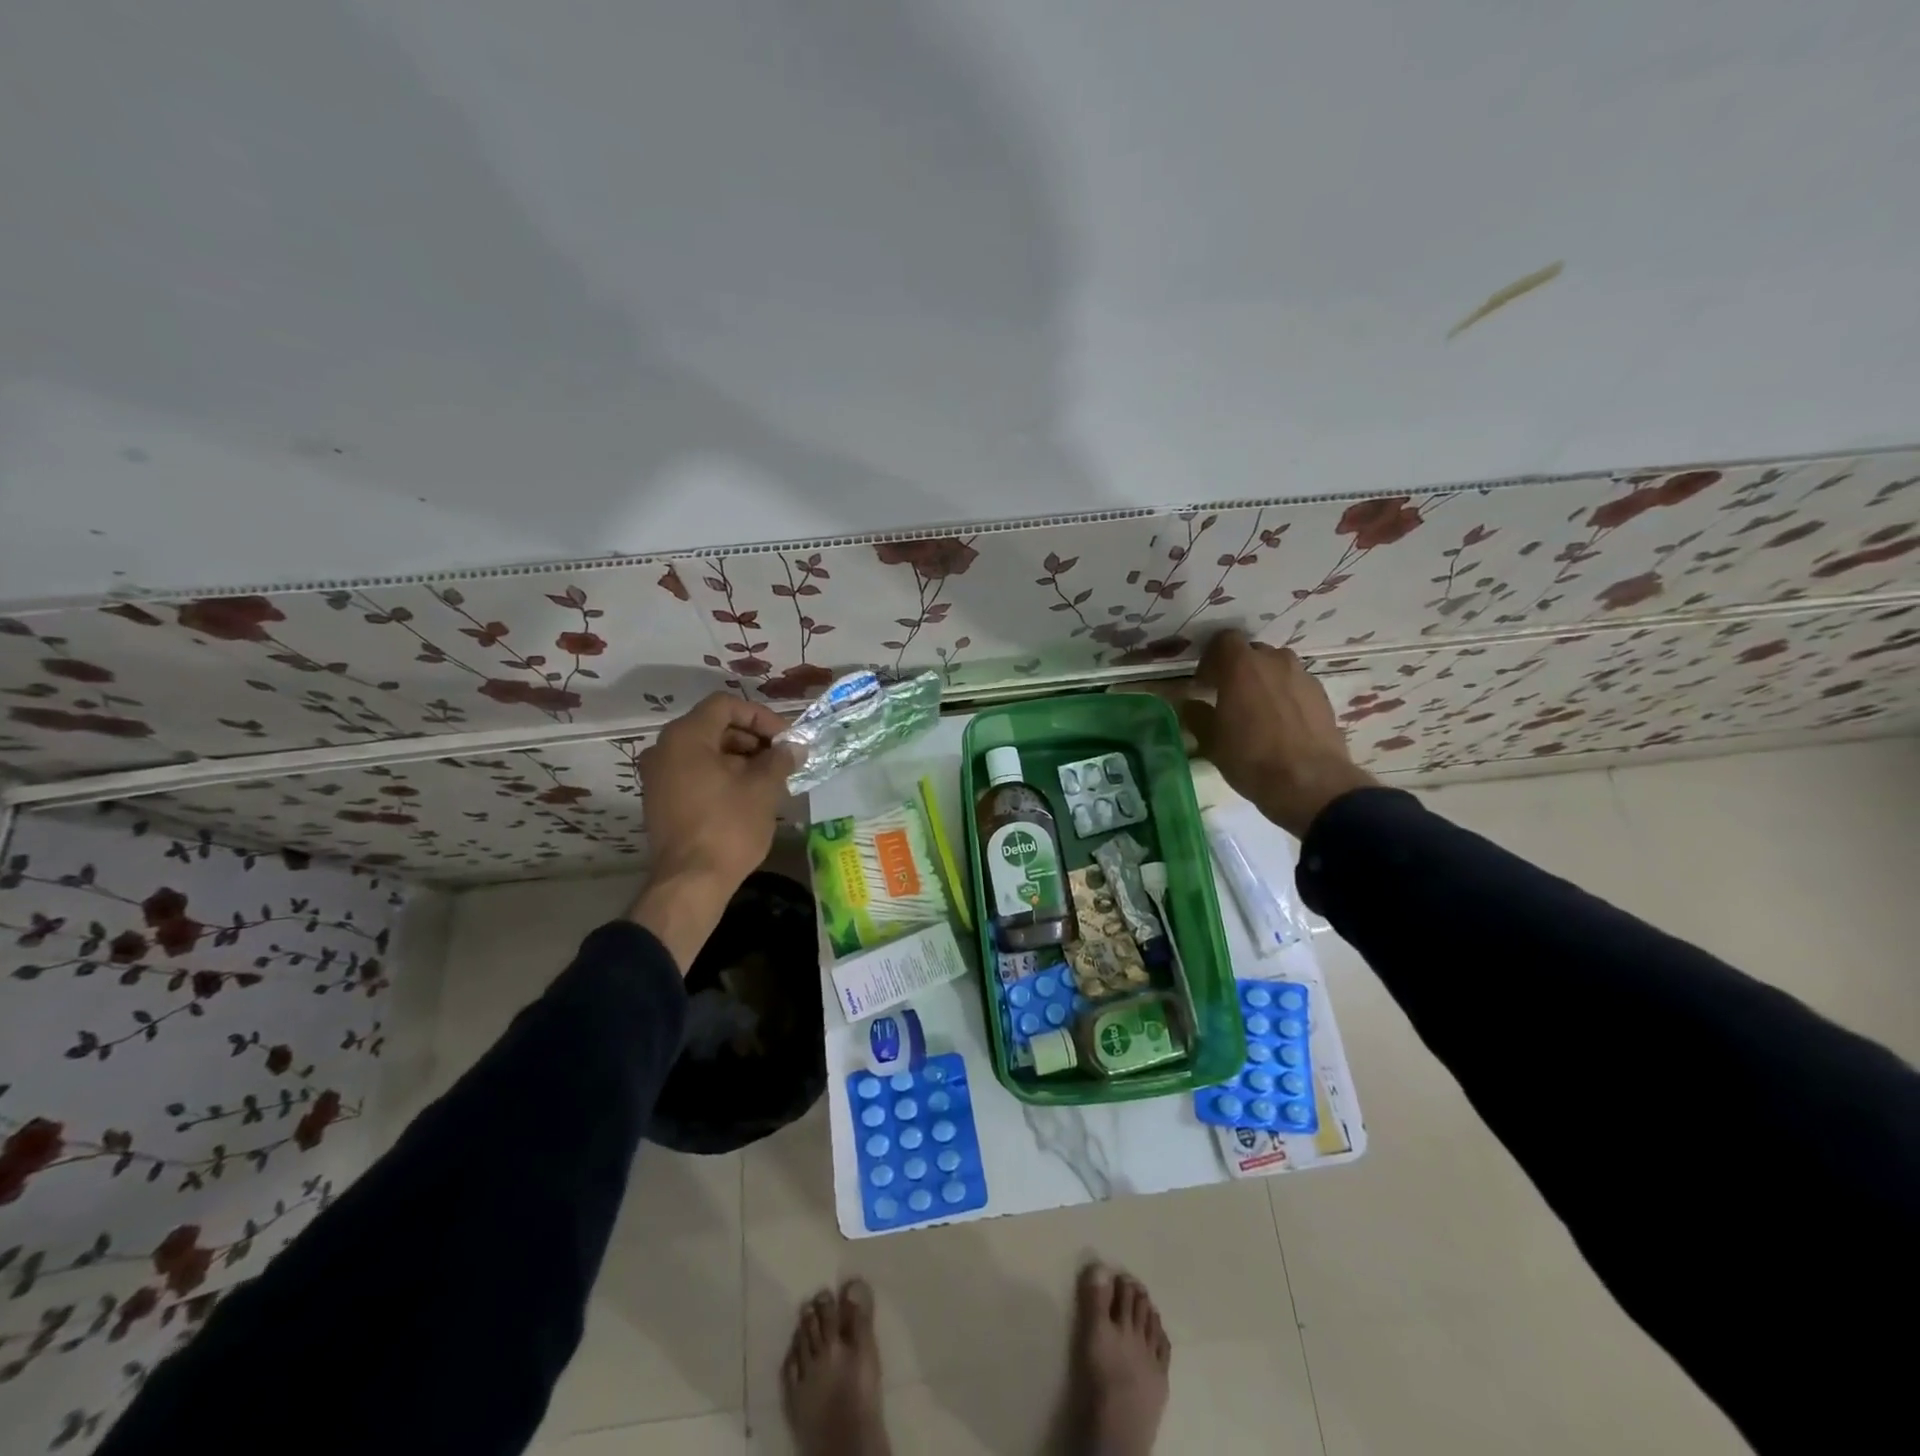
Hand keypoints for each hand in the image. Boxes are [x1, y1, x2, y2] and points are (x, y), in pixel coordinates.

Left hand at [629, 693, 796, 969]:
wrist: (690, 882)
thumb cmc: (728, 827)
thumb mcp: (762, 788)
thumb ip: (779, 759)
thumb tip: (794, 748)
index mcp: (686, 737)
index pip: (726, 705)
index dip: (761, 717)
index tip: (786, 739)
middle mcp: (665, 749)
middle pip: (714, 727)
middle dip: (753, 739)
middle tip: (783, 758)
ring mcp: (658, 776)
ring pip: (705, 752)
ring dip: (740, 758)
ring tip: (771, 778)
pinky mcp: (661, 801)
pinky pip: (695, 773)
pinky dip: (722, 775)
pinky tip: (749, 795)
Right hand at [1180, 630, 1377, 838]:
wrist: (1309, 782)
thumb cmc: (1250, 758)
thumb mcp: (1211, 741)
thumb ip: (1197, 715)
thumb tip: (1190, 704)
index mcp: (1241, 666)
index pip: (1224, 640)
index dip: (1212, 658)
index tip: (1205, 683)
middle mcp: (1274, 661)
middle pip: (1252, 653)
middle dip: (1239, 670)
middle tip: (1229, 697)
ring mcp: (1302, 676)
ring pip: (1277, 669)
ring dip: (1264, 682)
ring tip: (1257, 711)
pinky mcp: (1322, 695)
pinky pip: (1296, 686)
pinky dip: (1285, 697)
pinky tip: (1280, 725)